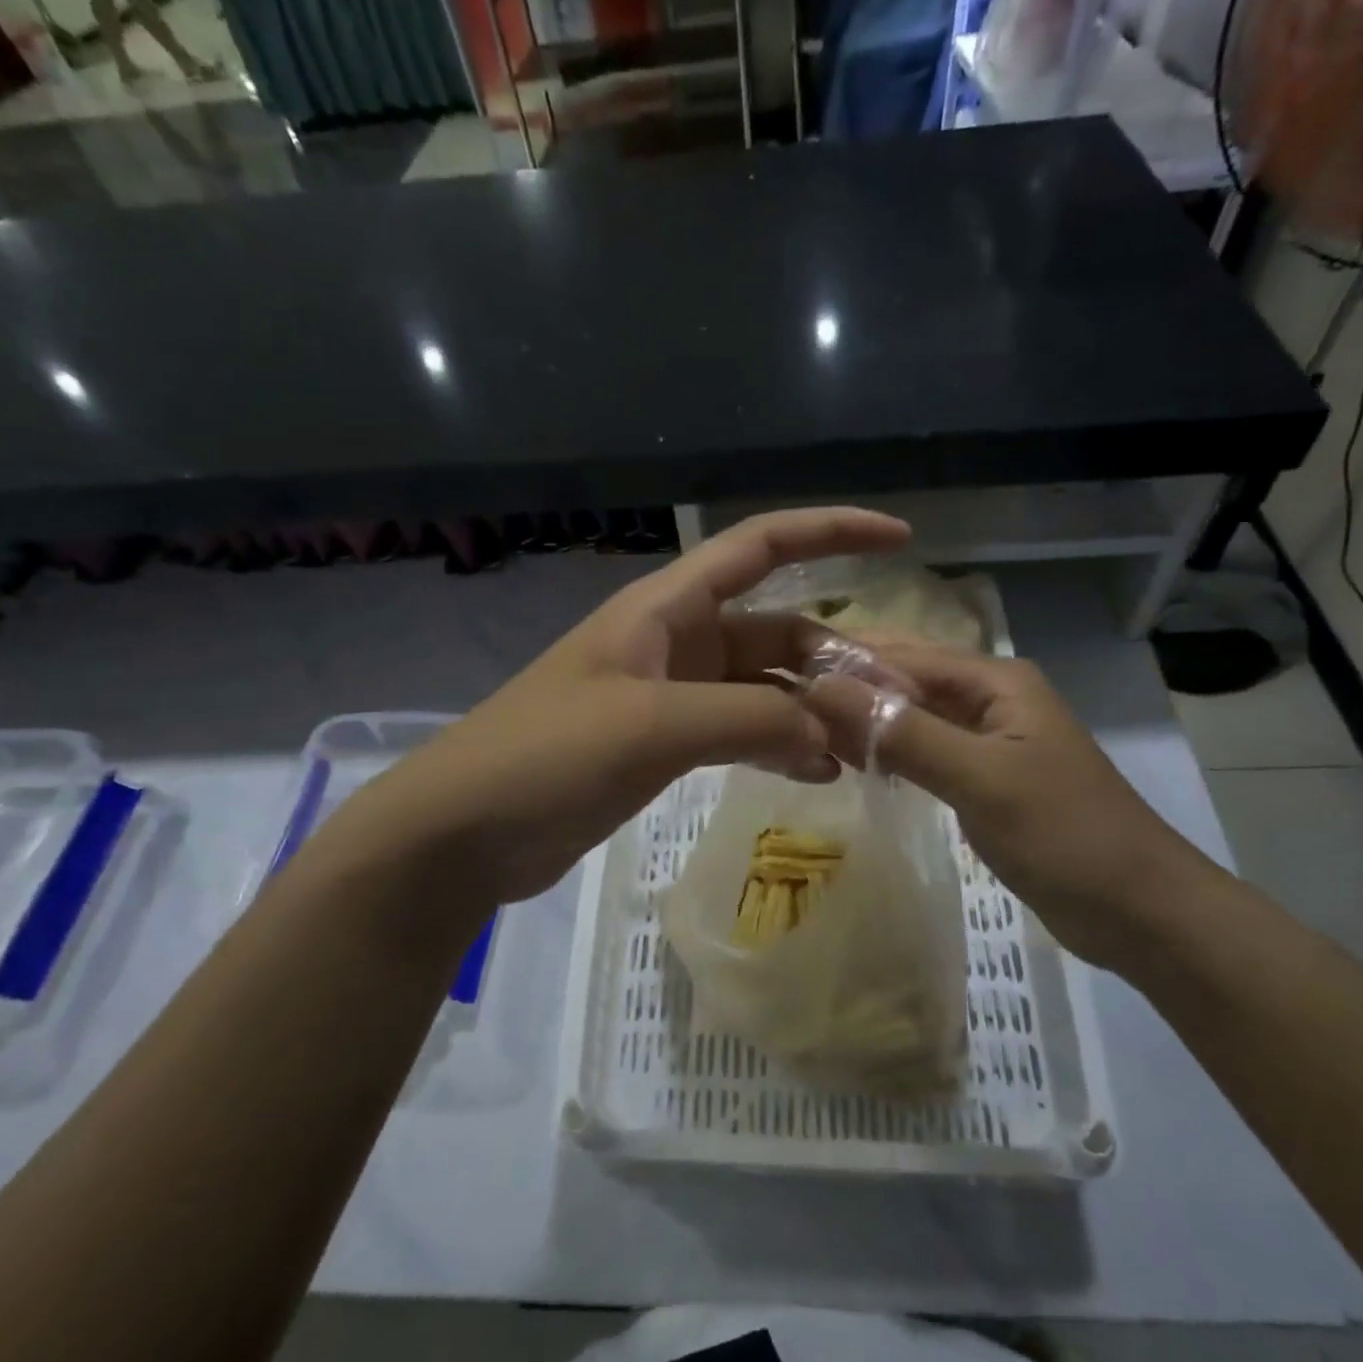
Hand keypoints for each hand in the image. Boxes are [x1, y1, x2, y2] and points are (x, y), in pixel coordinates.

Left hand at [303, 508, 910, 912]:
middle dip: (832, 656)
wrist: (464, 831)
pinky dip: (777, 745)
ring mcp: (670, 695)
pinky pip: (739, 732)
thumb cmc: (545, 755)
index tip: (898, 537)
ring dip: (810, 710)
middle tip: (893, 700)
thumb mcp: (651, 726)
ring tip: (865, 747)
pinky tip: (816, 773)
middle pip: (773, 630)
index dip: (831, 530)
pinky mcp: (663, 745)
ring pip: (761, 688)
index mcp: (666, 608)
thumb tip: (833, 733)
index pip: (760, 546)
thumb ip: (748, 721)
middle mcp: (674, 641)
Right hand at [806, 640, 1219, 969]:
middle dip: (849, 690)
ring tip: (802, 734)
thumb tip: (822, 687)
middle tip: (783, 708)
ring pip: (910, 717)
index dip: (843, 665)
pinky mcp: (982, 777)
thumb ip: (902, 732)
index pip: (902, 656)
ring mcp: (986, 739)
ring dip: (864, 722)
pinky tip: (848, 762)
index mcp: (994, 680)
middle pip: (904, 680)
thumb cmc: (1065, 835)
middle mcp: (988, 698)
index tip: (781, 682)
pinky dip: (887, 753)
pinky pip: (922, 751)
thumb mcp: (980, 779)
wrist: (1141, 912)